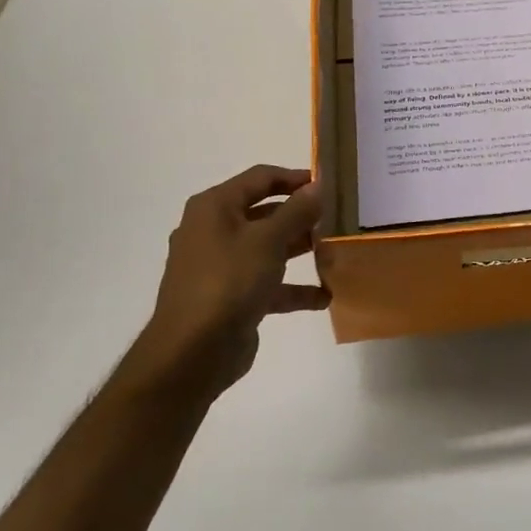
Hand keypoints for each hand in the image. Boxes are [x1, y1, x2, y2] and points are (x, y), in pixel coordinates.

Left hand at [133, 165, 328, 401]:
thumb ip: (297, 210)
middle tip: (338, 218)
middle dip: (302, 216)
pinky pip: (267, 283)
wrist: (192, 352)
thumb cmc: (229, 281)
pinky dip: (293, 288)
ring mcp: (221, 266)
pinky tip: (324, 296)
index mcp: (215, 207)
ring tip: (335, 252)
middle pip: (265, 212)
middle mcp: (214, 230)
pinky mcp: (231, 297)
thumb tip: (319, 185)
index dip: (295, 177)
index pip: (260, 178)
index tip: (330, 184)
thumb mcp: (269, 239)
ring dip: (300, 249)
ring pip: (268, 248)